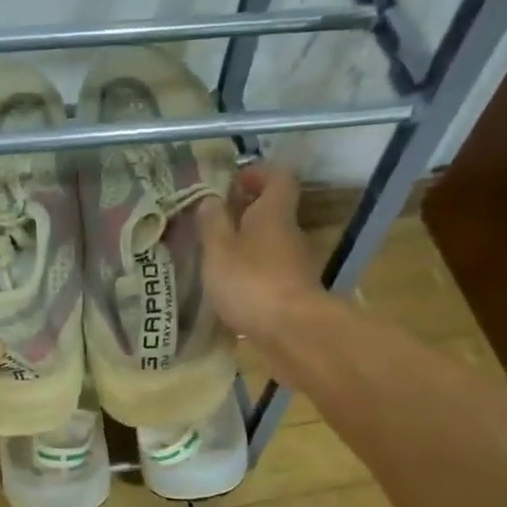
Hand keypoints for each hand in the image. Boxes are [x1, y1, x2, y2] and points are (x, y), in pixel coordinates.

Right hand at [196, 163, 323, 338]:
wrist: (293, 332)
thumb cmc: (252, 283)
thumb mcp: (219, 250)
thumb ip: (212, 223)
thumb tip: (210, 199)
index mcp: (274, 213)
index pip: (277, 177)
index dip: (257, 174)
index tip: (234, 181)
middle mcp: (290, 234)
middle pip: (273, 213)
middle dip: (246, 214)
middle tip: (215, 223)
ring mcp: (296, 266)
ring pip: (271, 245)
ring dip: (248, 247)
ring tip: (217, 260)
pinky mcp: (294, 294)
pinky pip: (271, 273)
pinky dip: (253, 275)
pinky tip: (232, 290)